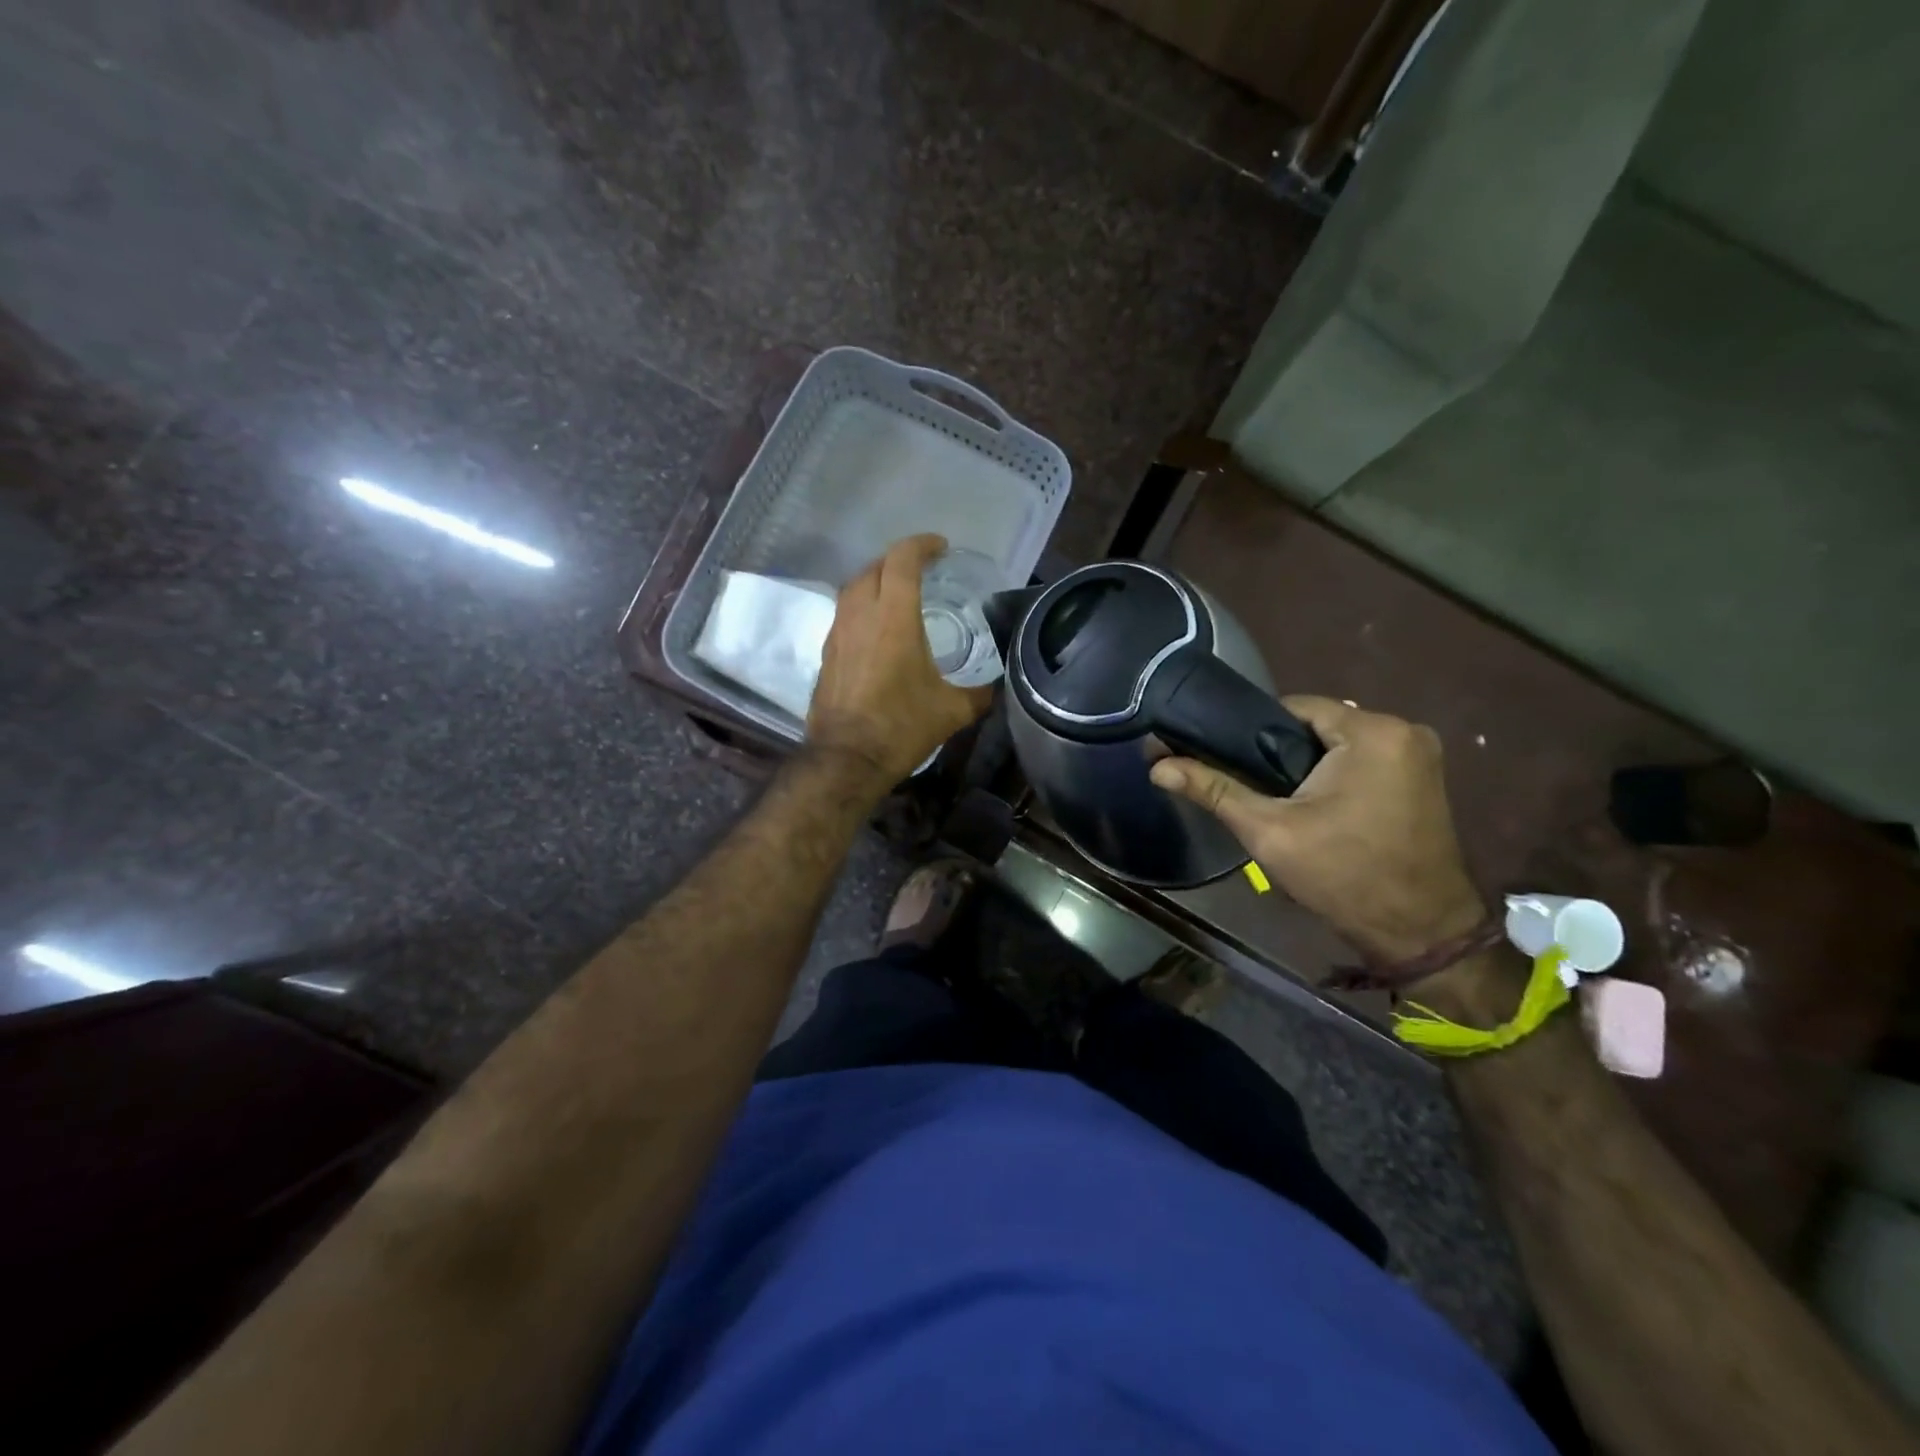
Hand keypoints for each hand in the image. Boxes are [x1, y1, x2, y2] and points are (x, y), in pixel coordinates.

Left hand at [807, 534, 995, 788]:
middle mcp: (861, 615)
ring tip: (900, 594)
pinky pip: (845, 613)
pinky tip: (878, 628)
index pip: (903, 560)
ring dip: (877, 581)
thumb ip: (979, 692)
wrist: (846, 758)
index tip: (941, 548)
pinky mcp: (827, 652)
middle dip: (900, 560)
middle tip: (924, 570)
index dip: (922, 546)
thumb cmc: (901, 727)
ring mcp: (838, 632)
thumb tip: (997, 686)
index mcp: (894, 617)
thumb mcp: (952, 710)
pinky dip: (863, 607)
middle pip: (875, 567)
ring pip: (854, 587)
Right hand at [1150, 696, 1484, 962]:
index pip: (1295, 706)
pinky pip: (1364, 760)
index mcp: (1373, 731)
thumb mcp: (1269, 831)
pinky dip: (1336, 775)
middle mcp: (1405, 730)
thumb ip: (1214, 790)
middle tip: (1254, 788)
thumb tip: (1157, 765)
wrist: (1419, 933)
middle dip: (1282, 751)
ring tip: (1280, 799)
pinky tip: (1317, 806)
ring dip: (1308, 765)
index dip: (1254, 730)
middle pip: (1319, 724)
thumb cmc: (1342, 876)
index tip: (1231, 760)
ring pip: (1340, 744)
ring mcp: (1421, 754)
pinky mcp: (1425, 778)